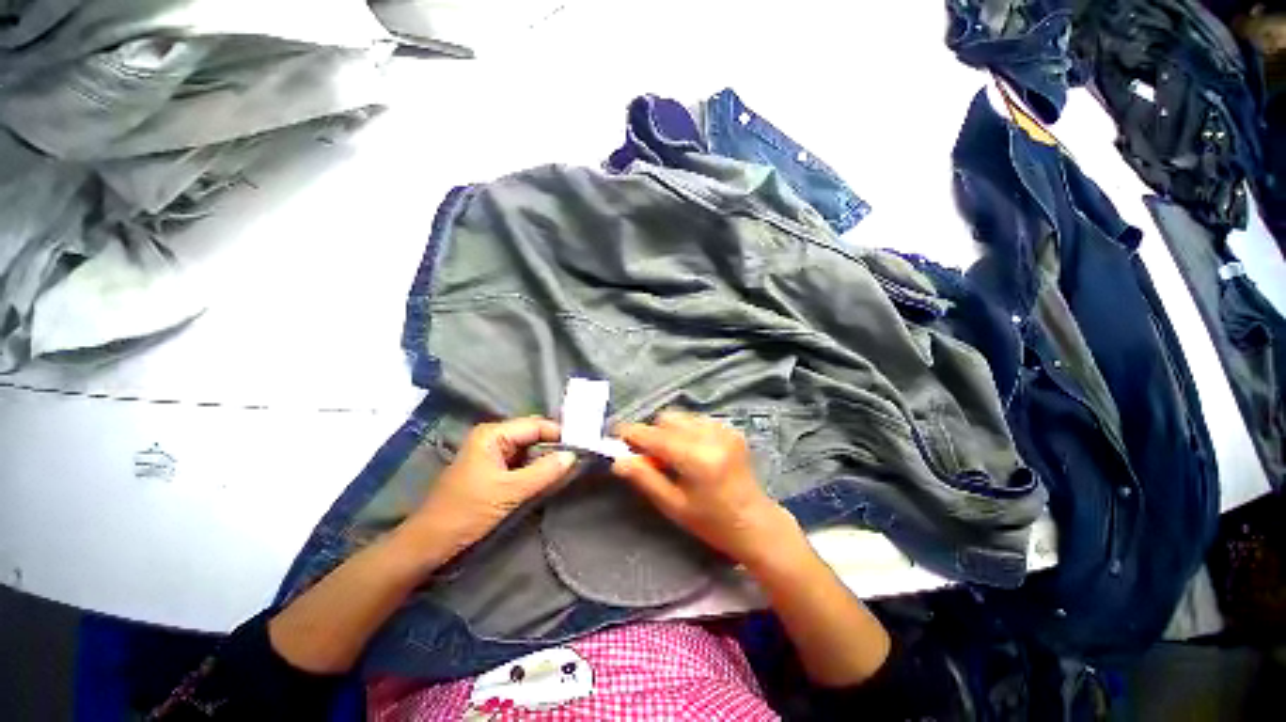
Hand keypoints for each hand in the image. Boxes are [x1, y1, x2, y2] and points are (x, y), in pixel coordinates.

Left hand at [406, 417, 575, 562]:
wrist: (429, 544)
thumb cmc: (466, 513)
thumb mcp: (509, 492)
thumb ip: (544, 472)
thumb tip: (573, 456)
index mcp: (492, 434)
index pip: (535, 425)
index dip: (559, 434)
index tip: (582, 446)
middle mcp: (493, 438)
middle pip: (533, 435)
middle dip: (554, 446)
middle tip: (579, 457)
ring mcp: (492, 454)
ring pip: (529, 449)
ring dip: (547, 459)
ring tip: (570, 467)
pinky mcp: (493, 470)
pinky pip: (522, 463)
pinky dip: (536, 469)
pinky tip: (551, 477)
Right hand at [611, 411, 799, 568]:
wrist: (756, 522)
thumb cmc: (712, 522)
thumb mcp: (673, 506)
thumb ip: (644, 478)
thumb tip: (618, 460)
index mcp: (696, 458)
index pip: (654, 436)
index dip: (631, 433)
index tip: (614, 435)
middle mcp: (711, 436)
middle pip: (667, 418)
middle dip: (652, 433)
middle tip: (649, 456)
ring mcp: (723, 429)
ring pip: (681, 416)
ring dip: (668, 430)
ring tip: (671, 455)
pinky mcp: (730, 429)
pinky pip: (697, 420)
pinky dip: (685, 430)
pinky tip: (690, 452)